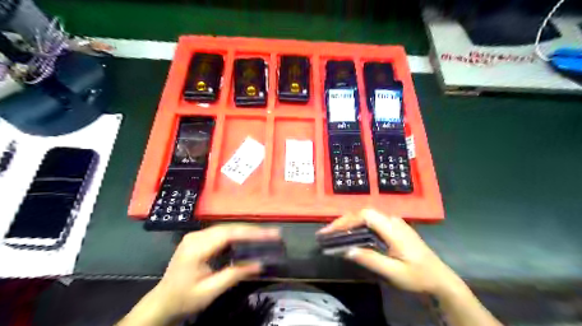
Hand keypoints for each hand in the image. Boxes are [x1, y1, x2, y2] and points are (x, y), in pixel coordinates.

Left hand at [117, 224, 279, 325]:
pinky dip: (236, 235)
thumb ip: (234, 275)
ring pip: (226, 229)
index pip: (230, 234)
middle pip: (229, 228)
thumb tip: (260, 264)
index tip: (271, 234)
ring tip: (264, 235)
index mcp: (197, 248)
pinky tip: (247, 239)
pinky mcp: (197, 239)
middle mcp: (196, 236)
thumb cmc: (184, 299)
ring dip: (246, 232)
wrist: (161, 302)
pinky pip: (221, 233)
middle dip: (252, 230)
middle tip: (273, 233)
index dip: (252, 233)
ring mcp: (196, 236)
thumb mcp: (210, 291)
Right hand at [318, 208, 458, 295]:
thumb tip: (347, 250)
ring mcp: (394, 223)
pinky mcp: (394, 228)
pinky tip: (351, 234)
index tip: (330, 231)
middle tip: (327, 233)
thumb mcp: (394, 272)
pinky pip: (371, 222)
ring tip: (335, 233)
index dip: (346, 221)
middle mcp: (392, 220)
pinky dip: (357, 226)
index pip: (365, 216)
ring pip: (366, 216)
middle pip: (363, 214)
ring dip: (349, 223)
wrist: (440, 279)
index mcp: (393, 228)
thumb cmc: (418, 276)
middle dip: (343, 221)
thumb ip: (371, 259)